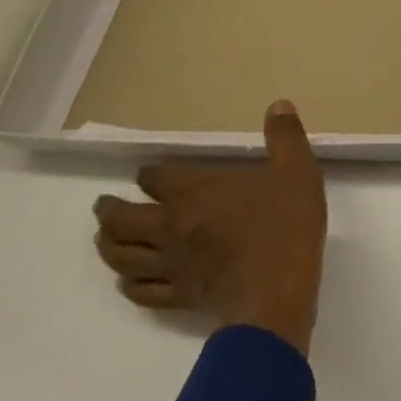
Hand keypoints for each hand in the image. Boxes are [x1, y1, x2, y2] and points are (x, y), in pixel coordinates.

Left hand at [93, 100, 327, 353]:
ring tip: (105, 238)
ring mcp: (170, 266)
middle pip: (123, 220)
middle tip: (103, 205)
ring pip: (122, 256)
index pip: (156, 178)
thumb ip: (285, 136)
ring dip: (108, 245)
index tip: (147, 172)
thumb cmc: (285, 225)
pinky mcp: (177, 296)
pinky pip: (140, 291)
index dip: (149, 173)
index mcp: (195, 193)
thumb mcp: (296, 170)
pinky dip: (128, 283)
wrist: (276, 291)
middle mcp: (171, 227)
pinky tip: (128, 280)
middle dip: (109, 210)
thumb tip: (278, 104)